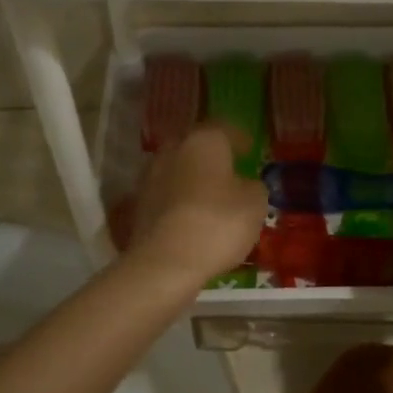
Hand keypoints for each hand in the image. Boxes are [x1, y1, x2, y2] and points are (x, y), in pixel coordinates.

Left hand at [125, 124, 267, 286]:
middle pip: (195, 147)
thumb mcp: (255, 205)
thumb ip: (253, 187)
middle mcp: (173, 151)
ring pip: (177, 170)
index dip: (239, 139)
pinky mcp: (138, 205)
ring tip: (210, 196)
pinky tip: (191, 218)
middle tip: (228, 170)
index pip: (224, 129)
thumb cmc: (218, 224)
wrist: (165, 263)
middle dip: (211, 157)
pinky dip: (179, 202)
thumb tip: (245, 185)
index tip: (249, 148)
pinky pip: (166, 196)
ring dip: (192, 179)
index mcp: (204, 141)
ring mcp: (150, 177)